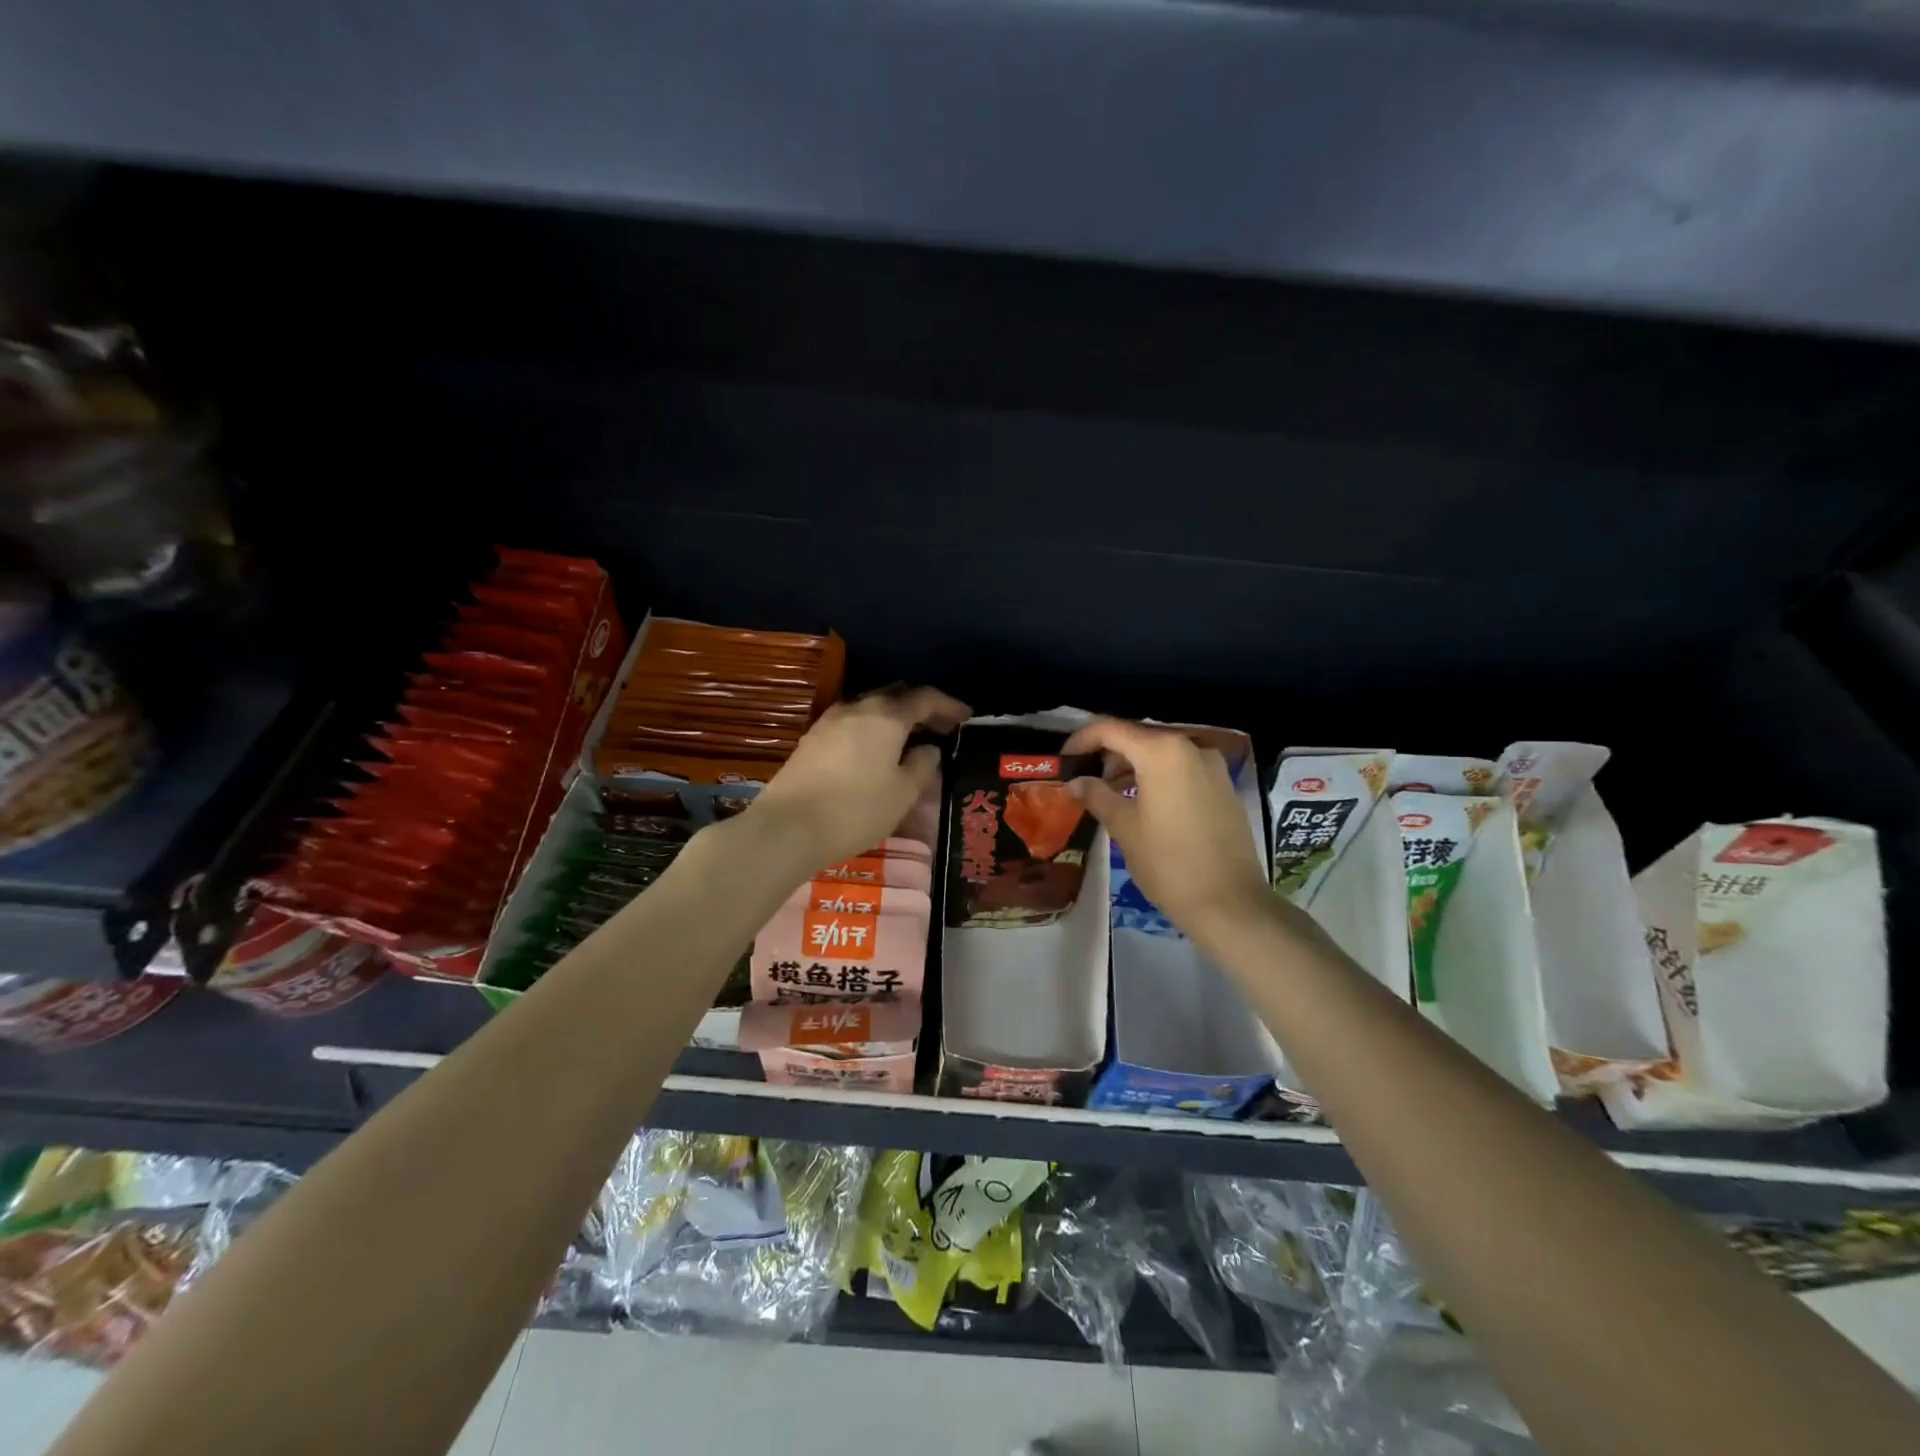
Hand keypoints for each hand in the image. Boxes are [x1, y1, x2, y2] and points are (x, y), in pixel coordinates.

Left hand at [748, 686, 970, 875]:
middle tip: (939, 726)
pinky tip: (874, 750)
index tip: (966, 717)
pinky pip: (851, 724)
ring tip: (908, 739)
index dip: (948, 705)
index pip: (925, 698)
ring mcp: (829, 722)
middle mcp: (857, 708)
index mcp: (886, 716)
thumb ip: (922, 766)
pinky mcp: (811, 740)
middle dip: (920, 707)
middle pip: (895, 696)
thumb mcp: (902, 794)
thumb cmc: (855, 810)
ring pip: (870, 708)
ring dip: (893, 718)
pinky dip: (870, 729)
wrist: (788, 827)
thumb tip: (928, 749)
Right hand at [1063, 717, 1274, 946]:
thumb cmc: (1168, 863)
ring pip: (1162, 754)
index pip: (1111, 729)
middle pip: (1139, 737)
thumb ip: (1097, 796)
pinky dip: (1158, 777)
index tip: (1064, 760)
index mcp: (1161, 752)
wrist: (1230, 903)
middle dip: (1108, 754)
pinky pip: (1182, 769)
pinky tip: (1144, 803)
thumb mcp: (1124, 828)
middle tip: (1085, 778)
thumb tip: (1076, 782)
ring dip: (1133, 766)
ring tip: (1110, 793)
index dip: (1081, 740)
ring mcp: (1212, 766)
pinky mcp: (1224, 787)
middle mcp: (1190, 747)